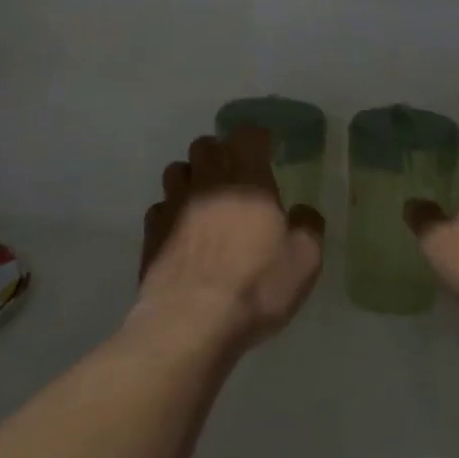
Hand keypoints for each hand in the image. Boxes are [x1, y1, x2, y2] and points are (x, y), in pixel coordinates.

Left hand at [132, 128, 324, 351]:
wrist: (190, 323)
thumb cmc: (255, 284)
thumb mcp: (304, 259)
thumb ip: (308, 226)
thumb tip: (302, 212)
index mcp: (247, 178)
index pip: (248, 134)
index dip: (259, 138)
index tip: (268, 150)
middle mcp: (207, 181)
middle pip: (206, 145)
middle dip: (221, 153)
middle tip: (237, 176)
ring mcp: (173, 205)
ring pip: (177, 171)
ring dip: (192, 177)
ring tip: (205, 199)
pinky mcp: (150, 233)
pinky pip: (160, 208)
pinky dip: (171, 212)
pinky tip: (182, 232)